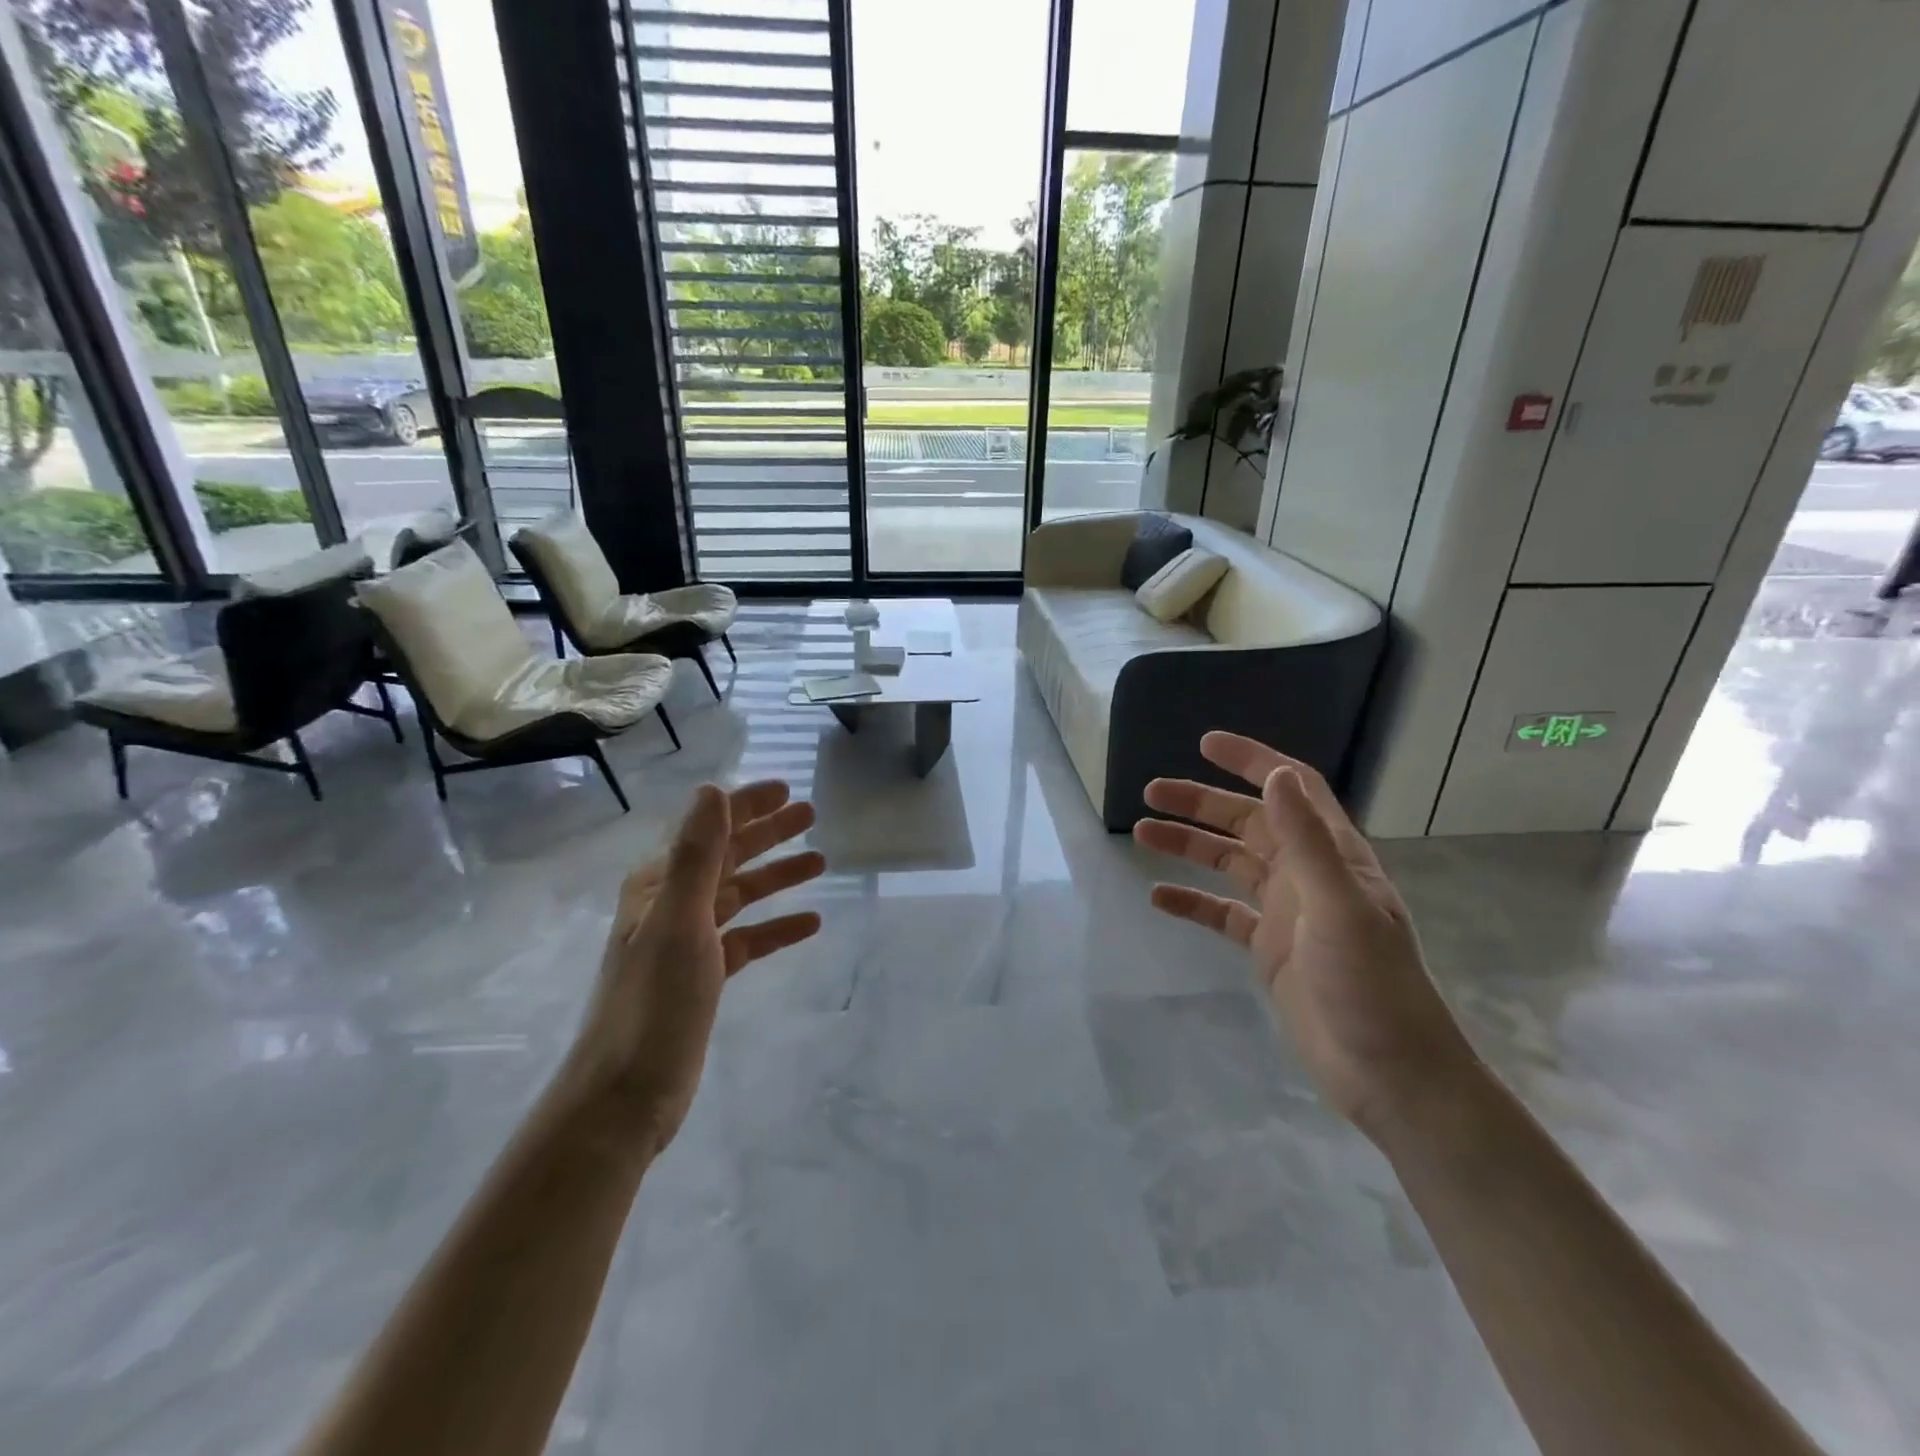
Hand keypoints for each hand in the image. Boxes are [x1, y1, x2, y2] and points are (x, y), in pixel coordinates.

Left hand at [565, 781, 824, 1154]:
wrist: (625, 1094)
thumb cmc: (653, 1001)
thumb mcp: (679, 920)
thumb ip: (697, 854)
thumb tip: (711, 789)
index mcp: (659, 885)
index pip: (711, 830)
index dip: (748, 806)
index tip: (788, 790)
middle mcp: (672, 906)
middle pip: (729, 858)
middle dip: (769, 834)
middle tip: (811, 815)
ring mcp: (688, 943)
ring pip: (741, 896)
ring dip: (777, 877)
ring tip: (820, 861)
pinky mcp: (703, 977)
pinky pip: (748, 939)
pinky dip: (776, 927)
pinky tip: (809, 922)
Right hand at [1135, 732, 1478, 1137]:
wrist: (1388, 1074)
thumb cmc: (1370, 986)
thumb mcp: (1339, 906)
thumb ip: (1306, 840)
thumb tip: (1275, 775)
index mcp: (1332, 855)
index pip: (1291, 789)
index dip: (1252, 760)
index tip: (1206, 744)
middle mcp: (1307, 875)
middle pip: (1247, 822)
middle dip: (1201, 803)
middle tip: (1151, 792)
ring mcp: (1286, 912)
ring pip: (1228, 863)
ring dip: (1188, 845)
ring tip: (1141, 833)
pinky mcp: (1269, 948)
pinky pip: (1221, 913)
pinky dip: (1190, 902)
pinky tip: (1156, 898)